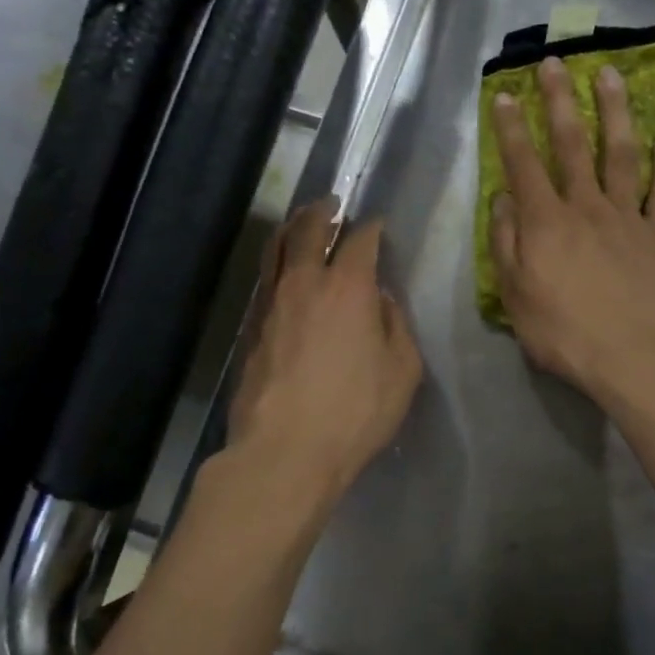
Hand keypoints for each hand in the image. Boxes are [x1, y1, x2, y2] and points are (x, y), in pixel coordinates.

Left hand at [228, 199, 422, 504]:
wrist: (286, 450)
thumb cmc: (356, 413)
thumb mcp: (402, 371)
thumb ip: (396, 326)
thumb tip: (381, 301)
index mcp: (348, 289)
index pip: (360, 241)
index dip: (371, 229)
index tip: (377, 225)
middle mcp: (305, 284)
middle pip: (308, 230)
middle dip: (322, 212)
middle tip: (331, 203)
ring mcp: (271, 305)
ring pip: (277, 251)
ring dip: (292, 229)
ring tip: (301, 223)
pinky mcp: (251, 330)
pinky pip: (264, 281)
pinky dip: (276, 265)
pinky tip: (282, 274)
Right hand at [490, 56, 654, 401]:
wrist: (630, 357)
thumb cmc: (563, 332)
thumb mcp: (515, 295)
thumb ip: (506, 243)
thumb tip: (502, 200)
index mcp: (546, 222)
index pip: (524, 164)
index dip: (513, 128)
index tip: (507, 94)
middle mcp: (587, 207)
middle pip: (572, 145)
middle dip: (561, 101)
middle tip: (556, 62)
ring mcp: (628, 218)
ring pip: (621, 154)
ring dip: (615, 112)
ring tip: (612, 75)